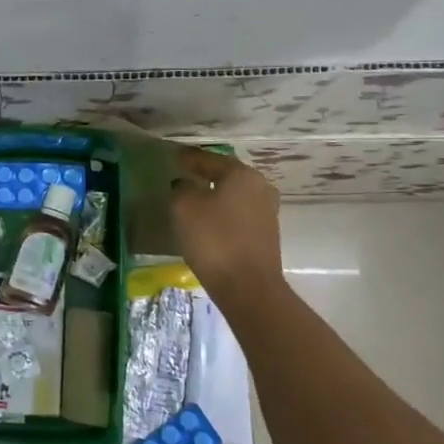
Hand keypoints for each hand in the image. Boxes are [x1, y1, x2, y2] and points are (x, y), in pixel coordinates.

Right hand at [169, 146, 285, 306]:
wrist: (248, 288)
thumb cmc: (214, 240)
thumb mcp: (185, 207)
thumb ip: (182, 188)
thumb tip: (185, 184)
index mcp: (242, 175)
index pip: (211, 159)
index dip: (190, 158)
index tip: (175, 156)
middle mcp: (260, 188)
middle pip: (227, 175)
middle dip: (206, 174)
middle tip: (185, 174)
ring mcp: (267, 213)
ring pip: (235, 196)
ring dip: (216, 195)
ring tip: (195, 198)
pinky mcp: (266, 236)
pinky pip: (239, 216)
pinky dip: (224, 214)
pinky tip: (209, 221)